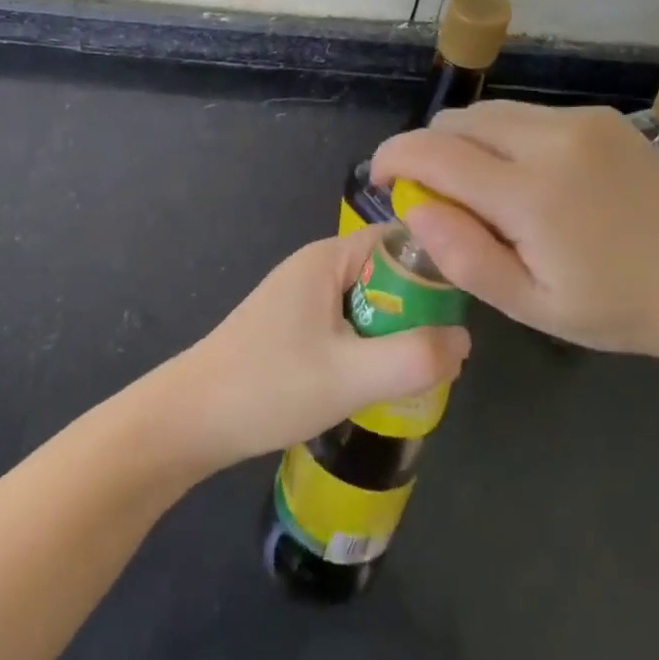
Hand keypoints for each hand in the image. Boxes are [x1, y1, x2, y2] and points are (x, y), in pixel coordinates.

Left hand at [167, 228, 471, 466]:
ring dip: (395, 332)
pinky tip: (377, 382)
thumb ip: (414, 357)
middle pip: (386, 272)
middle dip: (419, 308)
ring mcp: (302, 296)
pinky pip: (349, 323)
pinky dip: (370, 346)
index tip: (467, 304)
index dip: (437, 265)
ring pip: (369, 303)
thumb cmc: (269, 387)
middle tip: (444, 352)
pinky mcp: (294, 326)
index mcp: (327, 258)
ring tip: (418, 372)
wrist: (191, 420)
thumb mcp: (351, 375)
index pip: (399, 240)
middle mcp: (315, 266)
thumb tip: (465, 340)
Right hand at [372, 101, 658, 360]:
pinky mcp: (597, 115)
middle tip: (443, 199)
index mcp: (532, 194)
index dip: (393, 157)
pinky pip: (524, 114)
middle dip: (430, 152)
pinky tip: (530, 178)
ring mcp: (579, 121)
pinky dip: (504, 138)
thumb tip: (414, 206)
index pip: (433, 151)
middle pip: (456, 122)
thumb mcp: (532, 305)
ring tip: (488, 191)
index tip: (380, 178)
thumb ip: (464, 258)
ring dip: (467, 143)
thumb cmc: (616, 307)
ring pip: (488, 112)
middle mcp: (552, 140)